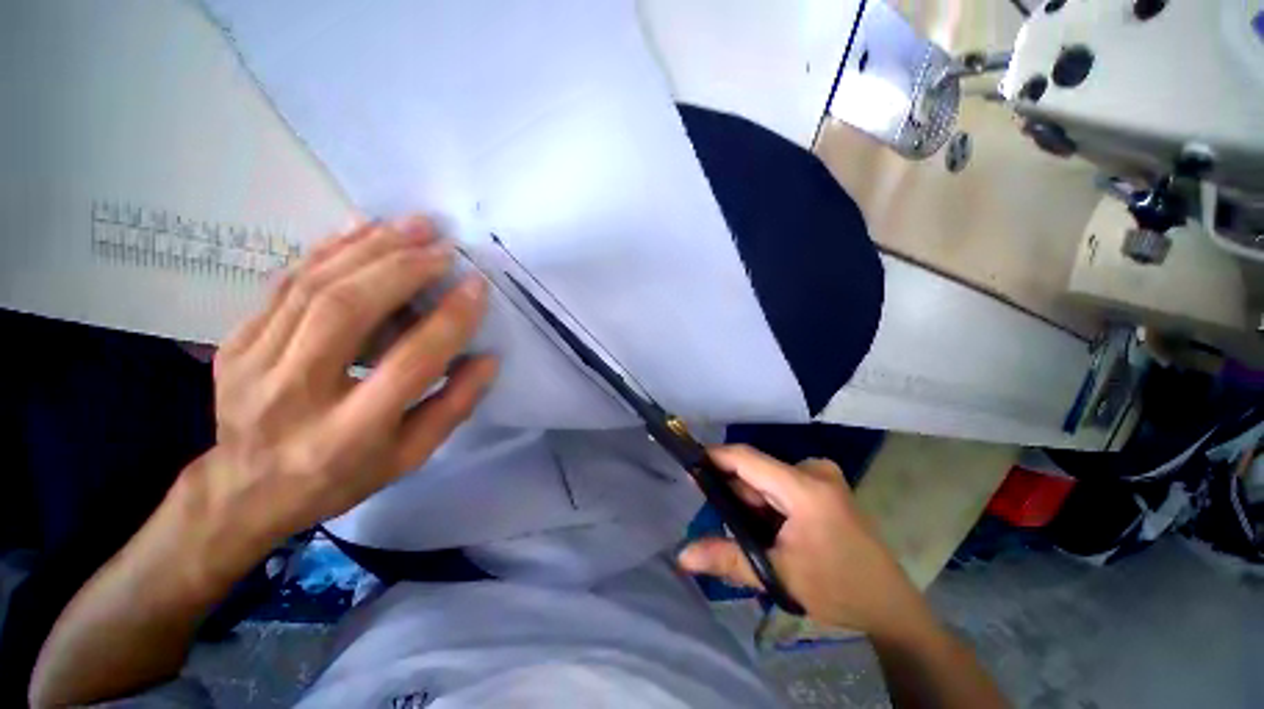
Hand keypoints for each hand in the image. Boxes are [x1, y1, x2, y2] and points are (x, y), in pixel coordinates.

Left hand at [195, 216, 496, 557]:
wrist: (244, 490)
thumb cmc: (341, 477)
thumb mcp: (410, 456)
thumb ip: (454, 406)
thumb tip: (488, 358)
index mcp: (349, 434)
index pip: (409, 363)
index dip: (448, 321)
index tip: (477, 287)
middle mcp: (295, 394)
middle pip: (348, 311)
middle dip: (403, 268)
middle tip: (443, 245)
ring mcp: (253, 363)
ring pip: (312, 286)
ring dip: (368, 248)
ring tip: (412, 225)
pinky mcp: (235, 341)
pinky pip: (284, 283)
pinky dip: (327, 249)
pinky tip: (361, 228)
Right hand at [677, 445, 924, 635]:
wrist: (890, 605)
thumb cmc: (838, 589)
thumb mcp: (778, 576)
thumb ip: (728, 559)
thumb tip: (682, 555)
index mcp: (805, 487)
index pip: (747, 458)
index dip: (715, 458)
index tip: (688, 467)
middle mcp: (813, 471)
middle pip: (757, 470)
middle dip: (734, 492)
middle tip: (720, 521)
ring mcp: (822, 476)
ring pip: (767, 478)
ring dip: (751, 500)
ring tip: (748, 531)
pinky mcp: (825, 485)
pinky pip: (781, 484)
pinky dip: (767, 502)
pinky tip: (768, 527)